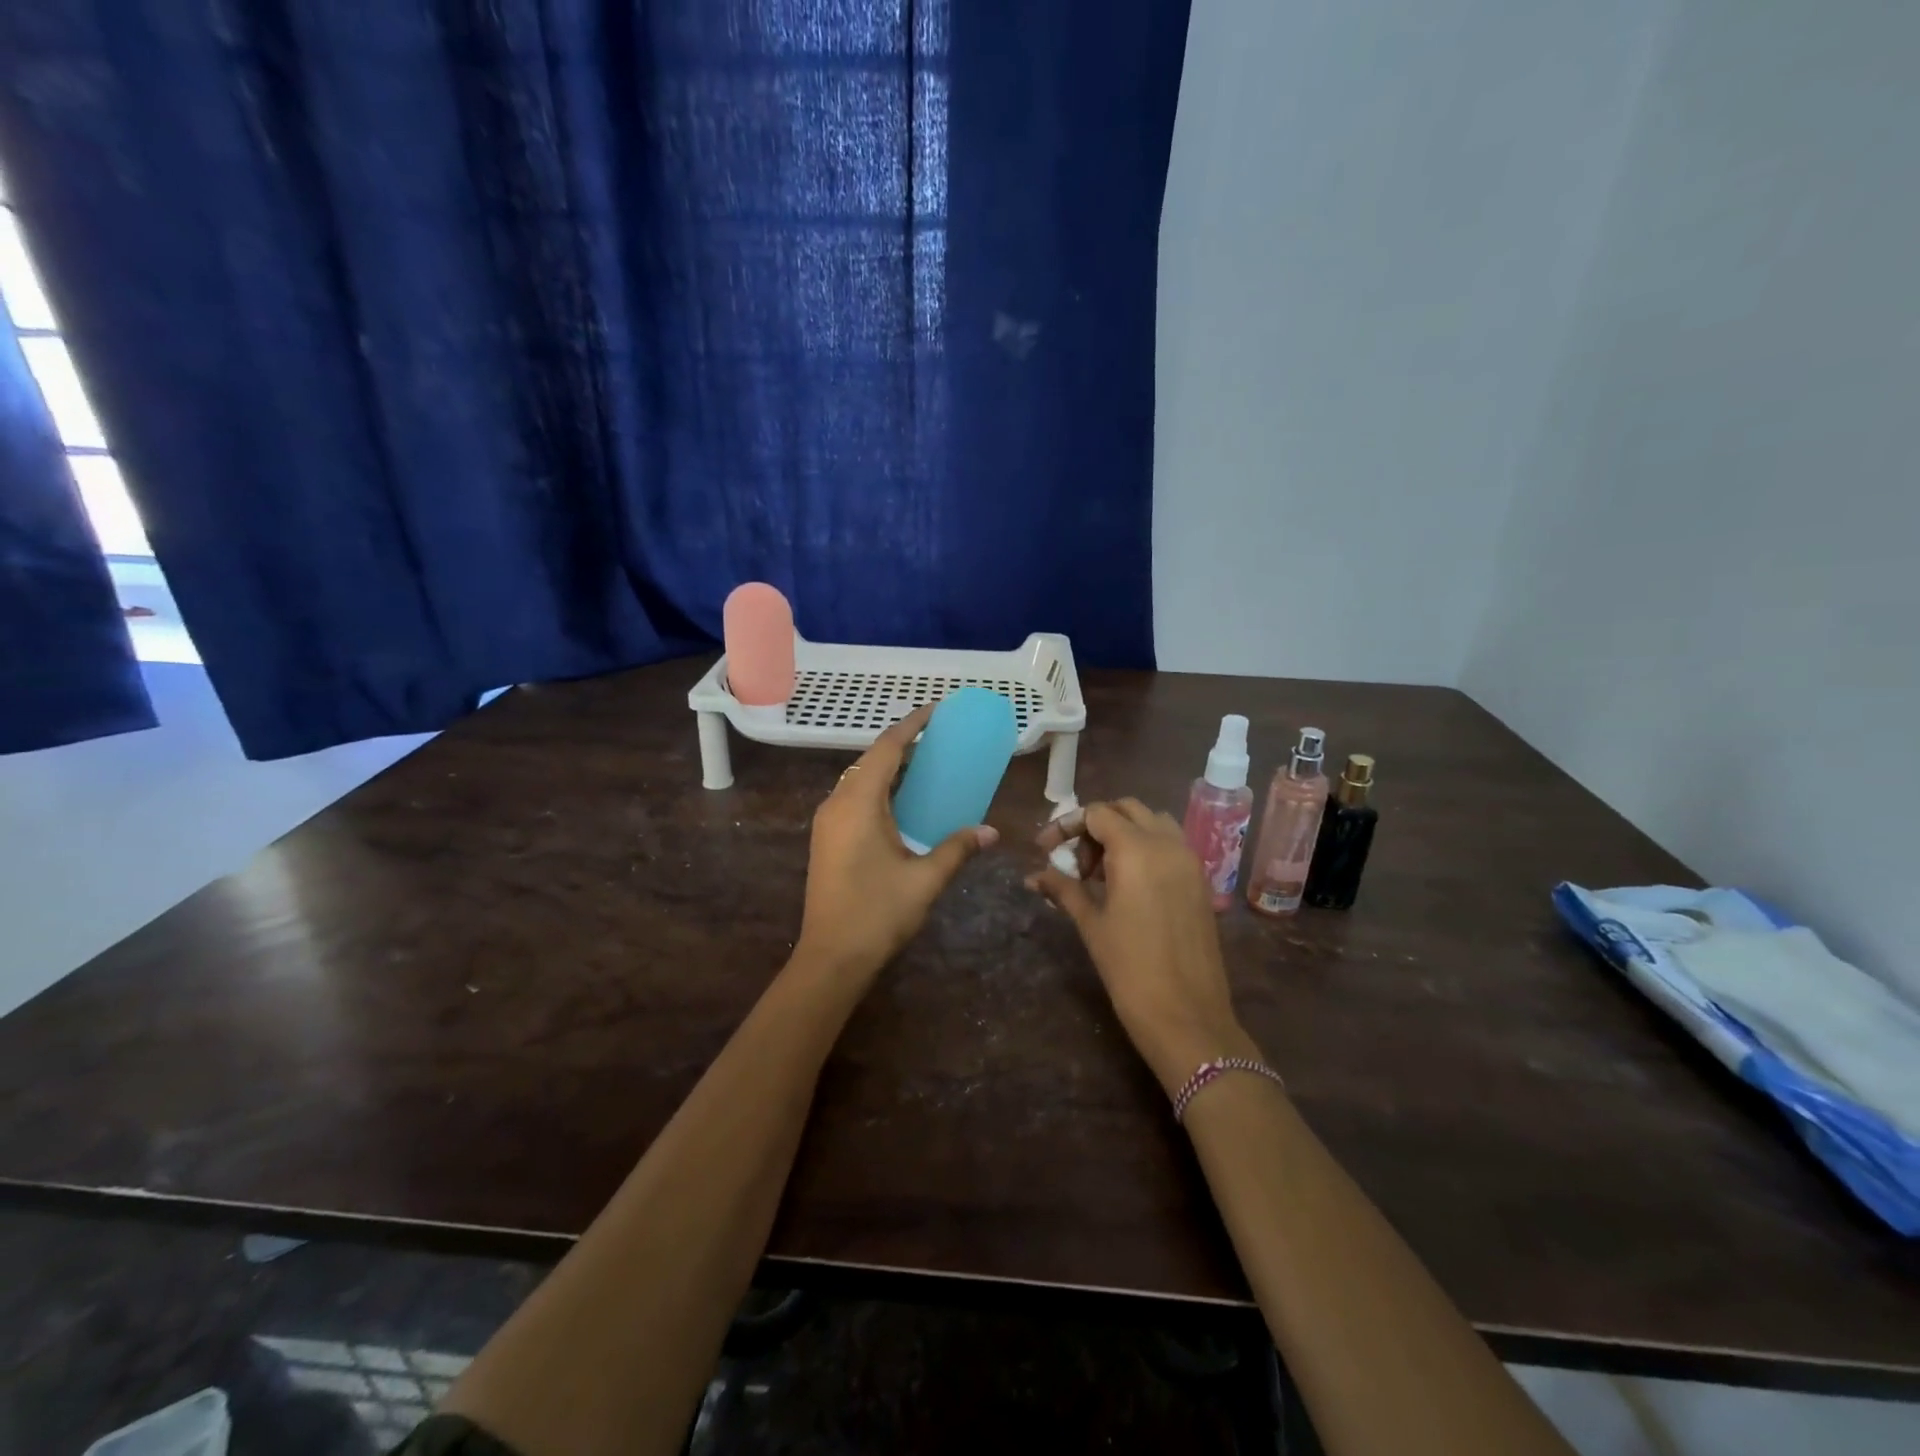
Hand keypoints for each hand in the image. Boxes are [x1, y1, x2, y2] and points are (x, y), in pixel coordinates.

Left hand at [795, 702, 999, 983]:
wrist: (831, 958)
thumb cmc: (878, 913)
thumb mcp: (925, 879)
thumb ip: (958, 848)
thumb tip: (991, 832)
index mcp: (859, 804)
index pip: (887, 748)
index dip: (912, 725)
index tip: (937, 710)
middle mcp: (837, 804)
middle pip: (871, 760)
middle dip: (904, 744)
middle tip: (940, 739)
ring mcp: (828, 822)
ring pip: (860, 779)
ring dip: (890, 768)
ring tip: (926, 766)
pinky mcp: (827, 839)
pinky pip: (854, 798)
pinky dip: (880, 789)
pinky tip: (902, 804)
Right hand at [1029, 800, 1256, 1094]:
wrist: (1187, 1017)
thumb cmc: (1130, 969)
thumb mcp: (1091, 924)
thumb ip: (1063, 889)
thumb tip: (1034, 875)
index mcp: (1136, 850)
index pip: (1097, 813)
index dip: (1067, 825)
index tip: (1045, 849)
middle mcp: (1167, 844)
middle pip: (1126, 809)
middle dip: (1095, 825)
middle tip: (1074, 860)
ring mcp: (1190, 861)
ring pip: (1153, 822)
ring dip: (1124, 832)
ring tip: (1100, 870)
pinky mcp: (1201, 881)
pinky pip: (1171, 845)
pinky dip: (1146, 848)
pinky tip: (1127, 884)